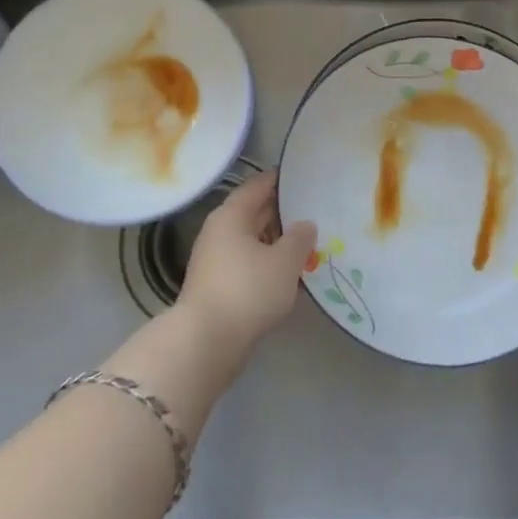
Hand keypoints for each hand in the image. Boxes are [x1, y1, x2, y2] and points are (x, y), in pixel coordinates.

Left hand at [177, 169, 316, 355]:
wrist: (206, 341)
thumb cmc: (248, 289)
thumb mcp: (284, 262)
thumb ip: (299, 238)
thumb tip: (306, 224)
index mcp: (232, 214)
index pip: (257, 186)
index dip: (279, 179)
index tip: (301, 177)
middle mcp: (219, 230)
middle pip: (252, 211)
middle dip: (280, 211)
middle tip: (311, 209)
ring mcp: (214, 259)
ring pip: (249, 239)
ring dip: (274, 239)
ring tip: (304, 241)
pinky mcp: (216, 284)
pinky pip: (245, 261)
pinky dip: (265, 261)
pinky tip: (285, 272)